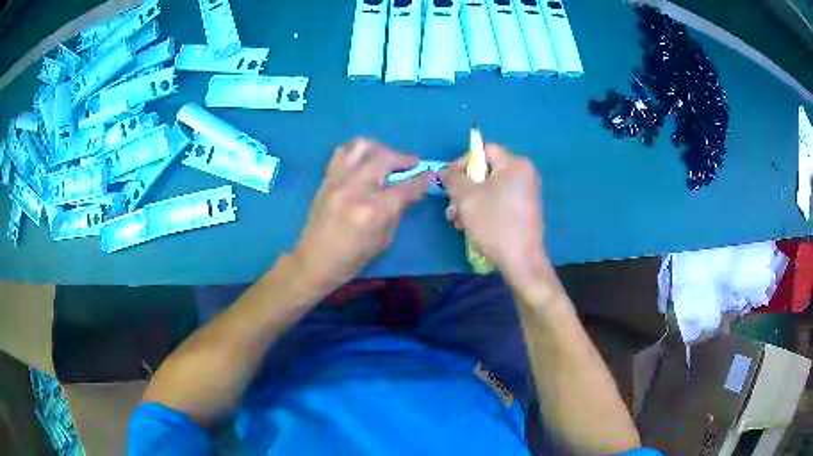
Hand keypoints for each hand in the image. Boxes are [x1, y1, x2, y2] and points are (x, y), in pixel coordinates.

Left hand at [292, 138, 431, 291]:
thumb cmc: (352, 258)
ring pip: (361, 146)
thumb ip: (398, 211)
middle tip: (411, 164)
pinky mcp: (327, 179)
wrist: (315, 260)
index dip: (422, 179)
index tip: (430, 173)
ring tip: (386, 158)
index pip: (405, 186)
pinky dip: (358, 151)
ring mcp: (338, 180)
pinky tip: (364, 161)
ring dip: (380, 148)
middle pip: (384, 158)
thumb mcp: (384, 239)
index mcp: (374, 210)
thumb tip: (412, 192)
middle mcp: (356, 188)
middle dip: (403, 158)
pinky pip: (343, 152)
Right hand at [439, 144, 545, 278]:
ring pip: (491, 190)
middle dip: (464, 188)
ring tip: (457, 221)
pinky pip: (500, 202)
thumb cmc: (494, 223)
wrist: (521, 260)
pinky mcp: (525, 211)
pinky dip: (484, 210)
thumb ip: (453, 179)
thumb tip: (445, 170)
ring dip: (470, 203)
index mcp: (515, 164)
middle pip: (486, 172)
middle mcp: (525, 175)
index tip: (450, 181)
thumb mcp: (467, 198)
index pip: (484, 150)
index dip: (463, 162)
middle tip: (451, 206)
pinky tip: (470, 227)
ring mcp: (527, 194)